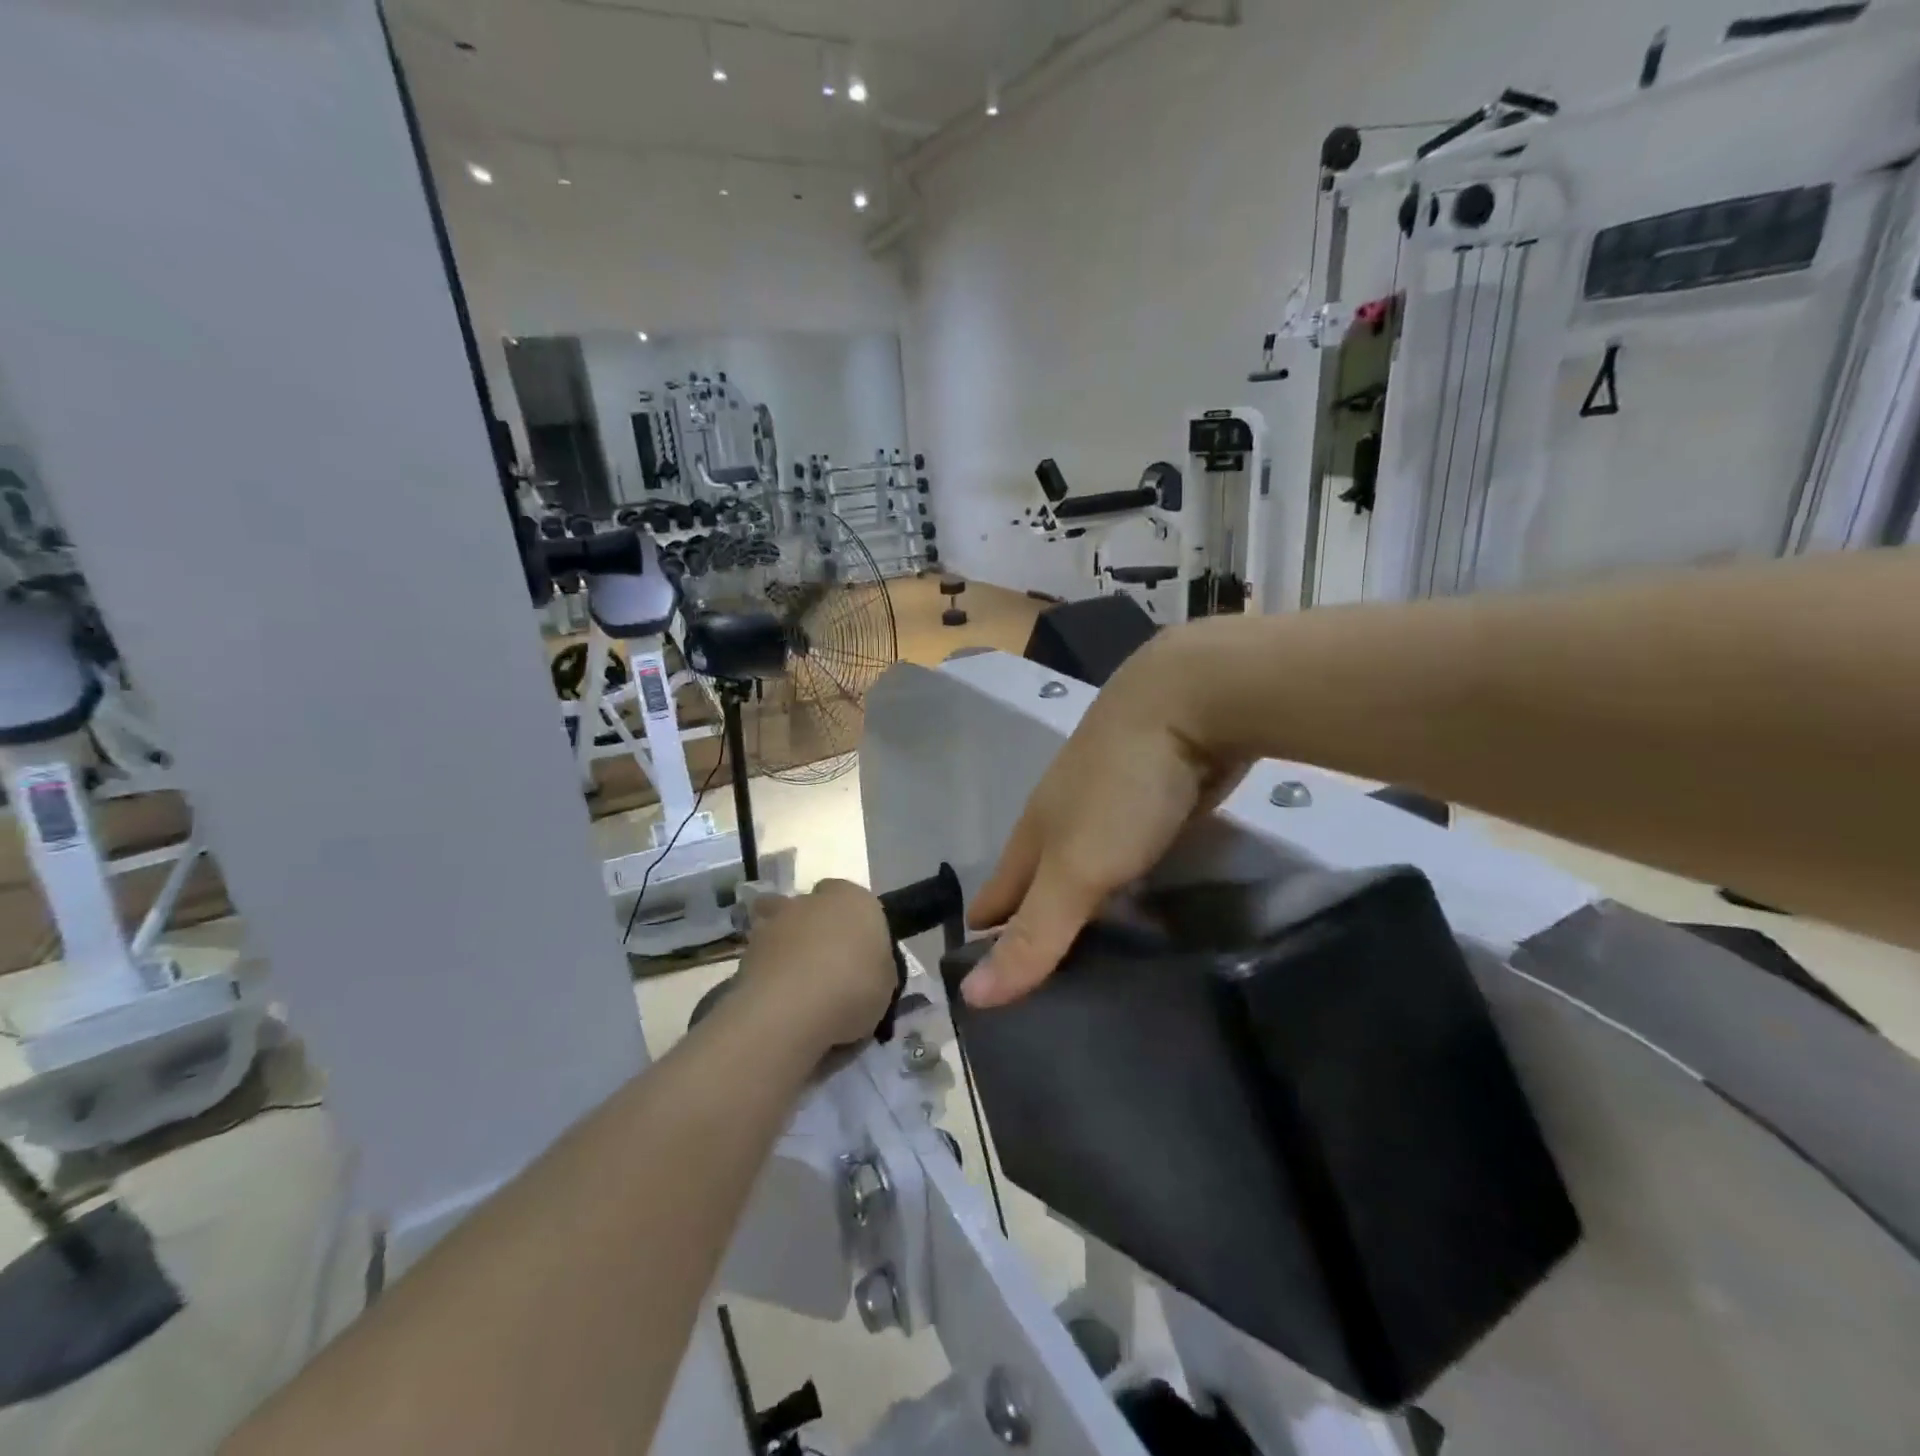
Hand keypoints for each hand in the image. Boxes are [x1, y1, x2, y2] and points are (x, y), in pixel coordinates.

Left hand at [737, 879, 896, 1049]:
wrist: (792, 1010)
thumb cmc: (854, 986)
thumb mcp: (887, 982)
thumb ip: (875, 965)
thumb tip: (867, 967)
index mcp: (853, 899)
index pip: (851, 896)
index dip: (851, 921)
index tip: (855, 949)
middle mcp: (811, 900)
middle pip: (811, 907)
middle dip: (814, 928)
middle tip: (824, 964)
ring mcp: (774, 922)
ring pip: (779, 926)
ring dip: (785, 946)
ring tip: (795, 984)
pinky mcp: (745, 950)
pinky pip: (761, 957)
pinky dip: (767, 972)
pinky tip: (777, 1000)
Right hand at [963, 628, 1247, 1007]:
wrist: (1190, 703)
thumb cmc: (1120, 789)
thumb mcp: (1075, 869)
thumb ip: (1034, 933)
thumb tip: (971, 998)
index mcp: (1034, 834)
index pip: (996, 897)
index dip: (986, 940)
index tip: (985, 993)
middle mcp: (1065, 823)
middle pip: (1039, 885)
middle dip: (1034, 930)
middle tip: (1045, 997)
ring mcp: (1111, 812)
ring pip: (1088, 874)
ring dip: (1086, 915)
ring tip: (1097, 970)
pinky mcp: (1156, 808)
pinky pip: (1132, 864)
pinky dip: (1130, 895)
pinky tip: (1144, 918)